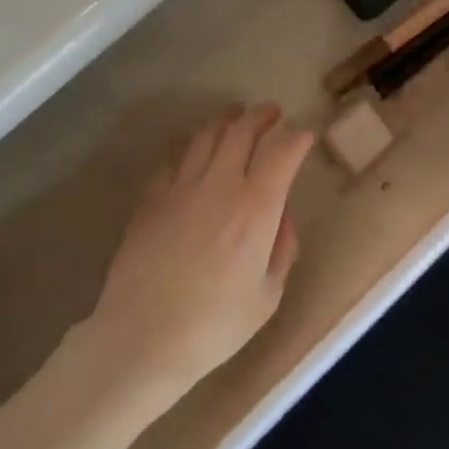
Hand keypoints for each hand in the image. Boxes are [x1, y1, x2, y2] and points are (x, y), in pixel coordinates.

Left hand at [69, 105, 314, 403]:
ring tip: (235, 117)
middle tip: (272, 112)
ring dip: (225, 121)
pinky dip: (192, 149)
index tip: (305, 136)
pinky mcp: (150, 199)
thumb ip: (282, 249)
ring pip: (204, 137)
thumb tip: (283, 218)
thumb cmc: (215, 325)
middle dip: (261, 116)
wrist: (143, 336)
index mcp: (255, 207)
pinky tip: (195, 154)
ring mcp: (179, 188)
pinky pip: (174, 161)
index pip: (282, 152)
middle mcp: (218, 185)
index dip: (297, 138)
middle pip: (241, 131)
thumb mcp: (268, 296)